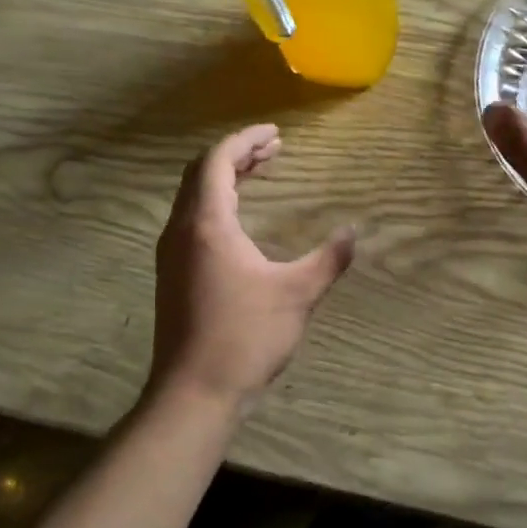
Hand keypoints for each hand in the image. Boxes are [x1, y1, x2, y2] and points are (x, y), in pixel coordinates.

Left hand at [149, 124, 355, 414]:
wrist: (194, 393)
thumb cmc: (245, 336)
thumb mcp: (297, 294)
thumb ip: (328, 259)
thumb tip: (354, 232)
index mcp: (207, 224)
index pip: (217, 161)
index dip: (246, 141)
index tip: (277, 134)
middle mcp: (181, 231)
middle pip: (201, 173)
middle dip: (238, 155)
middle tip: (275, 150)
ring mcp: (172, 254)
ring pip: (194, 197)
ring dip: (226, 178)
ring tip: (262, 173)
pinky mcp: (174, 275)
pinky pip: (193, 220)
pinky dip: (218, 203)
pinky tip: (241, 219)